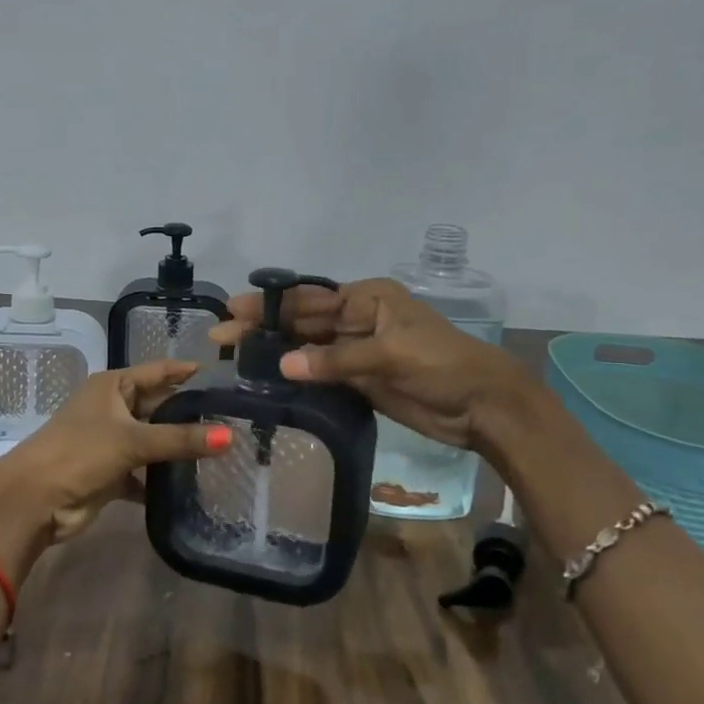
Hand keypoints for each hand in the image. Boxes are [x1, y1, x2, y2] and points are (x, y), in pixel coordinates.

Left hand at [0, 361, 231, 578]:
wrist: (33, 500)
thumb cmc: (79, 453)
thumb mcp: (132, 440)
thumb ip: (181, 439)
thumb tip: (231, 436)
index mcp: (112, 386)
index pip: (158, 372)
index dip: (186, 371)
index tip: (223, 375)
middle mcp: (112, 408)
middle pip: (158, 406)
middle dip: (189, 414)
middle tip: (233, 418)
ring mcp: (111, 442)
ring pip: (153, 440)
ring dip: (178, 448)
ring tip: (223, 451)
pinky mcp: (111, 473)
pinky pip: (145, 472)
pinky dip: (162, 479)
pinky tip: (192, 484)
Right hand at [208, 278, 531, 454]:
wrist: (483, 405)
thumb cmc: (443, 366)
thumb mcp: (391, 355)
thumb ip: (337, 359)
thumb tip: (285, 364)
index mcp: (368, 298)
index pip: (309, 299)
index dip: (270, 305)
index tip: (233, 310)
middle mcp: (359, 318)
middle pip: (303, 322)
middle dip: (264, 328)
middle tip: (220, 336)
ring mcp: (359, 350)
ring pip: (309, 348)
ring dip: (276, 352)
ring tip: (235, 358)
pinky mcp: (361, 379)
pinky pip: (321, 374)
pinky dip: (297, 376)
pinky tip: (269, 380)